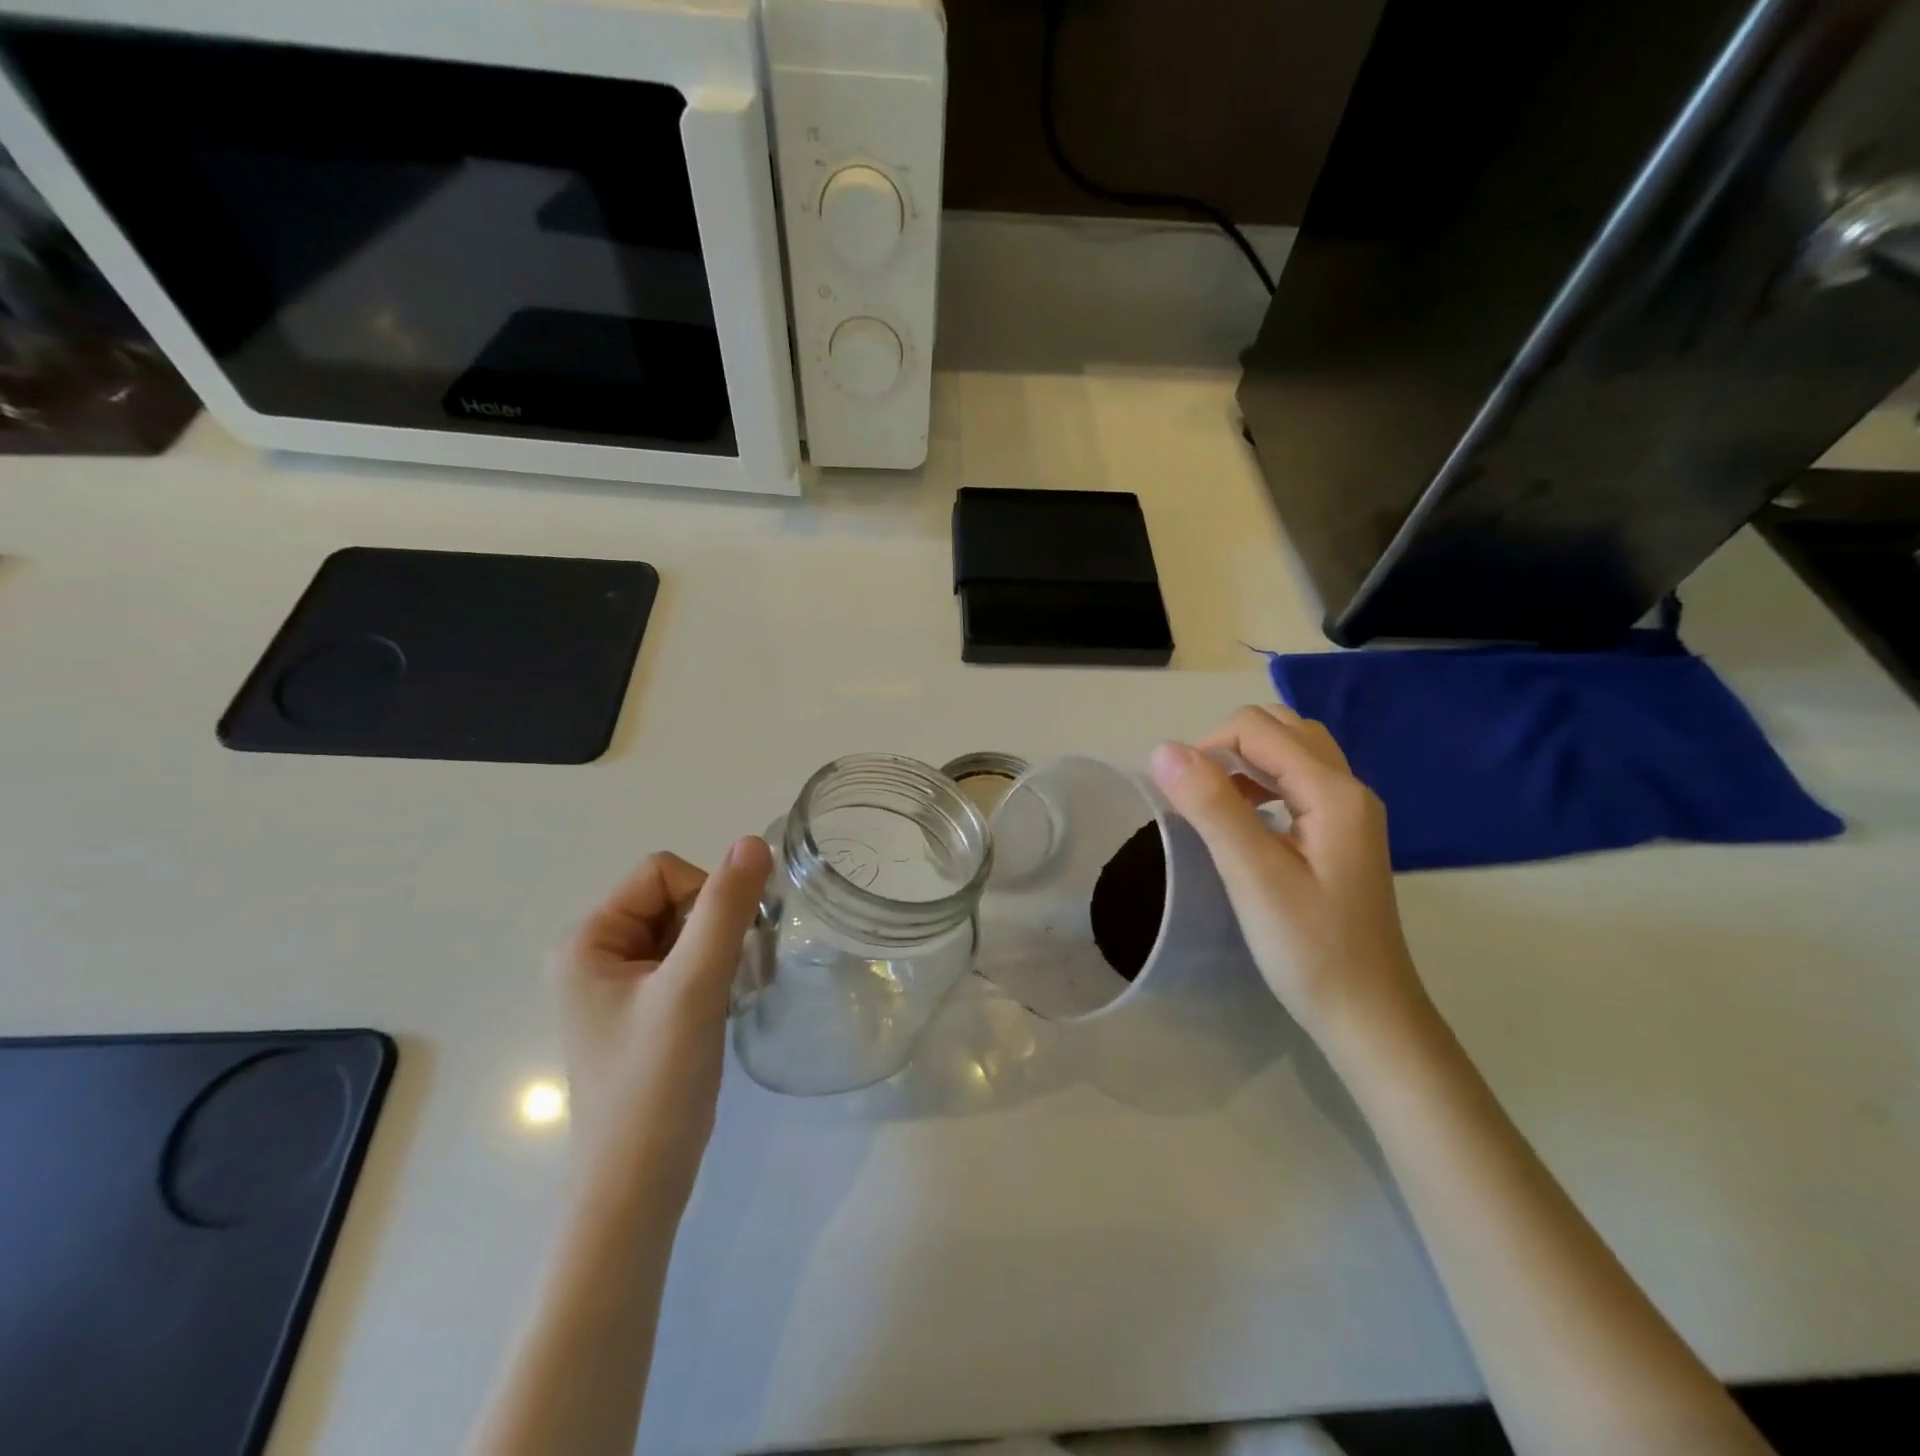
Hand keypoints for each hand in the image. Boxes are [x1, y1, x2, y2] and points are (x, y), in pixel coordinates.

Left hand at [552, 836, 772, 1209]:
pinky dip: (713, 974)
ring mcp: (617, 985)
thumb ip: (725, 909)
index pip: (661, 873)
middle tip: (731, 976)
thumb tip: (753, 841)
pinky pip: (685, 962)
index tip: (723, 950)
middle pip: (674, 899)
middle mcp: (594, 954)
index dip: (705, 896)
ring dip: (718, 952)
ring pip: (686, 930)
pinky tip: (722, 1008)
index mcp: (588, 939)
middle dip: (714, 927)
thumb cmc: (655, 1083)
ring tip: (728, 996)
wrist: (637, 1188)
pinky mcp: (641, 1011)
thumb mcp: (693, 987)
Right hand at [1150, 704, 1424, 1044]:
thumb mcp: (1253, 876)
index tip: (1180, 796)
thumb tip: (1163, 749)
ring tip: (1216, 805)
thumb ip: (1212, 807)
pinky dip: (1263, 783)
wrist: (1368, 1016)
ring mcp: (1349, 811)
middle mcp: (1348, 788)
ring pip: (1291, 751)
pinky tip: (1246, 822)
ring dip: (1245, 762)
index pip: (1257, 728)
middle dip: (1227, 746)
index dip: (1207, 747)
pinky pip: (1298, 781)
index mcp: (1333, 791)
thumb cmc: (1309, 949)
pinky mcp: (1341, 833)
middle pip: (1280, 728)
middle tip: (1199, 796)